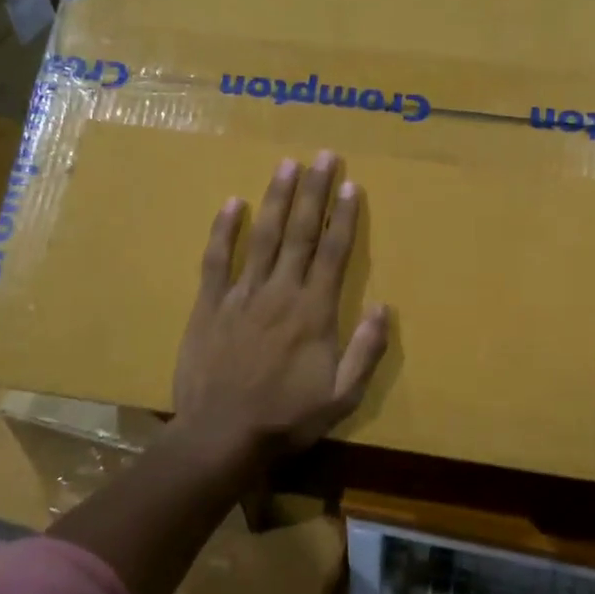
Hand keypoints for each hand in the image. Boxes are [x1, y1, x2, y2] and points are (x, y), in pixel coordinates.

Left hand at [173, 151, 390, 461]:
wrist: (221, 437)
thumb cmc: (287, 418)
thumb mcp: (342, 396)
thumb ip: (366, 350)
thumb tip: (384, 307)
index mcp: (314, 311)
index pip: (334, 252)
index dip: (344, 216)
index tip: (351, 184)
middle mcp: (281, 291)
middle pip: (301, 232)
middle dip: (314, 192)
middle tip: (323, 156)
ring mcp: (242, 295)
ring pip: (263, 236)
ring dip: (277, 199)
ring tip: (287, 165)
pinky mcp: (210, 305)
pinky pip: (216, 260)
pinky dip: (224, 230)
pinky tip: (234, 203)